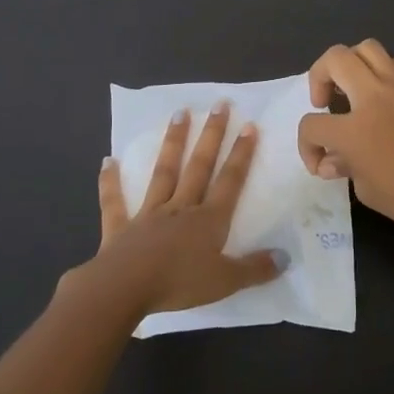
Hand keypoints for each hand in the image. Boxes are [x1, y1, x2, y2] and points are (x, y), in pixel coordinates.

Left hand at [79, 103, 283, 317]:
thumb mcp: (226, 282)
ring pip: (164, 172)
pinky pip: (116, 201)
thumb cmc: (179, 284)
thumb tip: (285, 257)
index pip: (230, 181)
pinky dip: (111, 182)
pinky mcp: (120, 227)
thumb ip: (255, 269)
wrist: (125, 289)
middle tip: (219, 105)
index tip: (248, 125)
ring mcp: (149, 214)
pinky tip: (108, 161)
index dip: (241, 154)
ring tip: (180, 113)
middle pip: (199, 166)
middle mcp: (181, 208)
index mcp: (208, 220)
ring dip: (173, 143)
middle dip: (212, 135)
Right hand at [295, 41, 393, 238]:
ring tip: (354, 88)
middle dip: (319, 77)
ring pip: (366, 48)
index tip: (320, 162)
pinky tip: (387, 93)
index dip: (307, 146)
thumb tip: (332, 159)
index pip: (312, 125)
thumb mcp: (368, 191)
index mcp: (353, 130)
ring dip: (351, 64)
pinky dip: (385, 71)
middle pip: (334, 59)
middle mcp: (373, 97)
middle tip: (325, 101)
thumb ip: (344, 167)